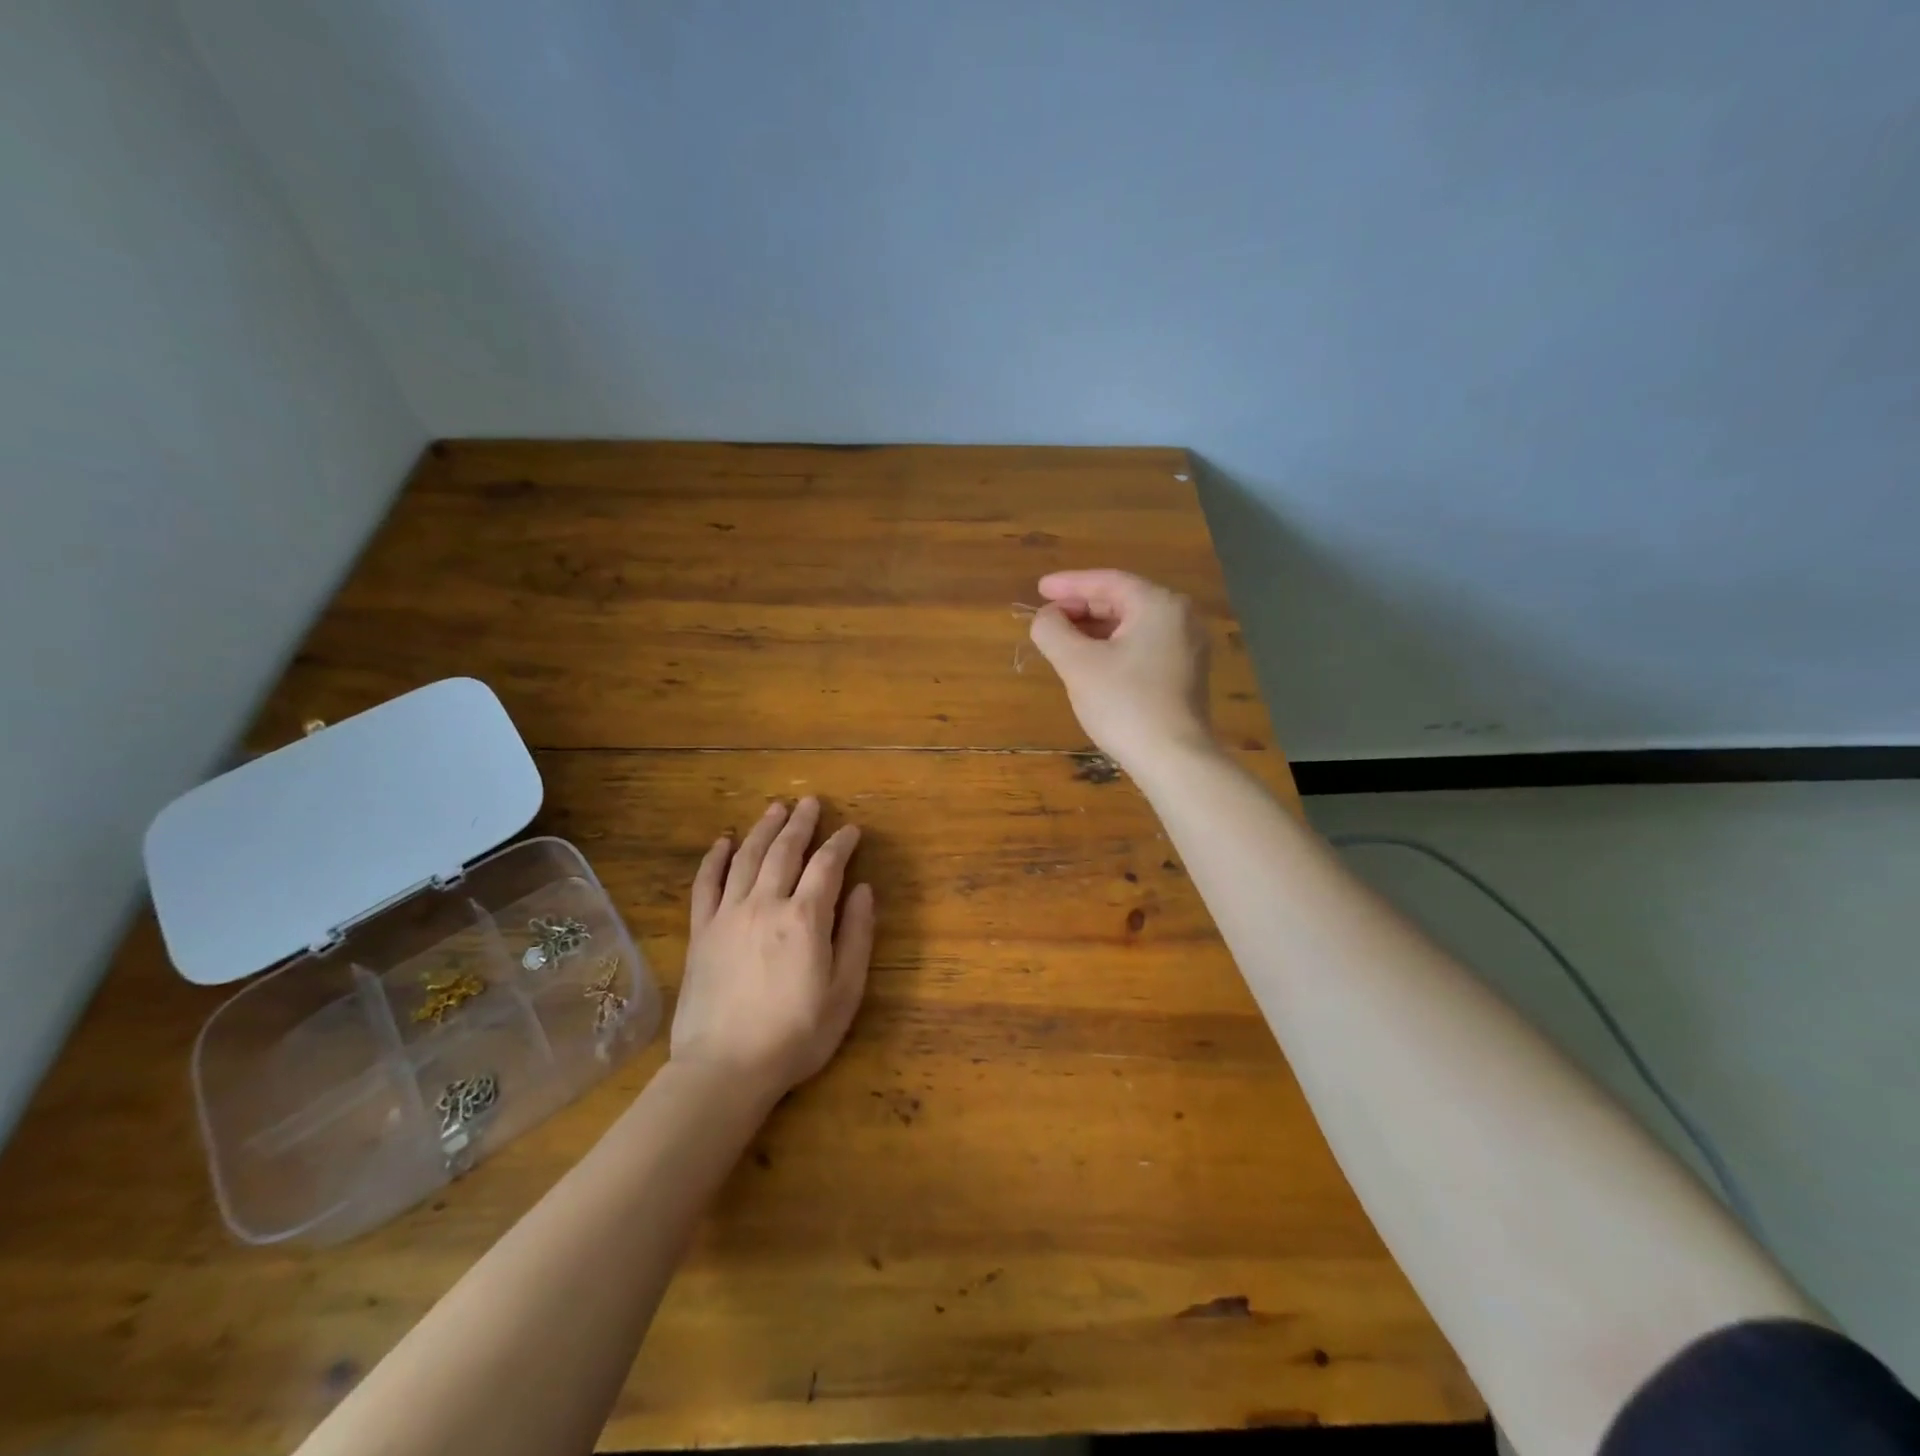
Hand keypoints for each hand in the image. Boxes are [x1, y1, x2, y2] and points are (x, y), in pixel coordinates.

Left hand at [672, 797, 874, 1098]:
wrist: (725, 1069)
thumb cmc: (796, 1035)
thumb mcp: (845, 992)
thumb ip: (856, 936)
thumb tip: (863, 890)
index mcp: (805, 918)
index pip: (827, 865)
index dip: (841, 843)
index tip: (851, 829)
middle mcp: (765, 904)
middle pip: (785, 850)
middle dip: (801, 823)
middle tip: (810, 802)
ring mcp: (728, 914)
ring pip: (747, 857)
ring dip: (763, 828)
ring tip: (776, 808)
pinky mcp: (701, 931)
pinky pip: (706, 883)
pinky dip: (715, 858)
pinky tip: (724, 841)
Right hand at [1028, 568, 1213, 770]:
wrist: (1173, 758)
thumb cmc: (1124, 703)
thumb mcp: (1077, 664)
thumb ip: (1052, 631)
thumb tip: (1045, 617)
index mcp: (1159, 604)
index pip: (1107, 581)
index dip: (1069, 584)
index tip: (1039, 588)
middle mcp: (1180, 617)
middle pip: (1122, 600)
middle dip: (1082, 607)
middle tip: (1048, 617)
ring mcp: (1187, 647)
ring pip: (1132, 625)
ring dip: (1095, 629)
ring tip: (1063, 639)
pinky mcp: (1185, 674)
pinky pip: (1143, 646)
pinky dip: (1114, 646)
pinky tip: (1091, 661)